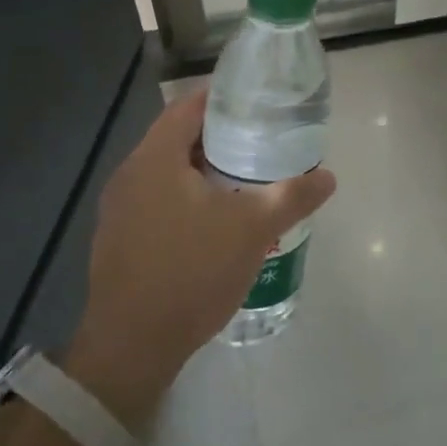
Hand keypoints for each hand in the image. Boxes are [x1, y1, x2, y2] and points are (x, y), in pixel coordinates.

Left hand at [63, 89, 335, 429]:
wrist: (132, 347)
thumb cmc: (191, 272)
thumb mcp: (253, 230)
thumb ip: (292, 196)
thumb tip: (328, 177)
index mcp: (155, 158)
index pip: (188, 105)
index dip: (224, 98)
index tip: (258, 102)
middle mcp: (129, 174)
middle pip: (178, 138)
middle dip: (220, 137)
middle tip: (261, 141)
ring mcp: (118, 209)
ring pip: (168, 172)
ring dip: (203, 170)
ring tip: (246, 179)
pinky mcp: (118, 239)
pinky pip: (157, 201)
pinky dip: (186, 198)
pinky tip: (215, 221)